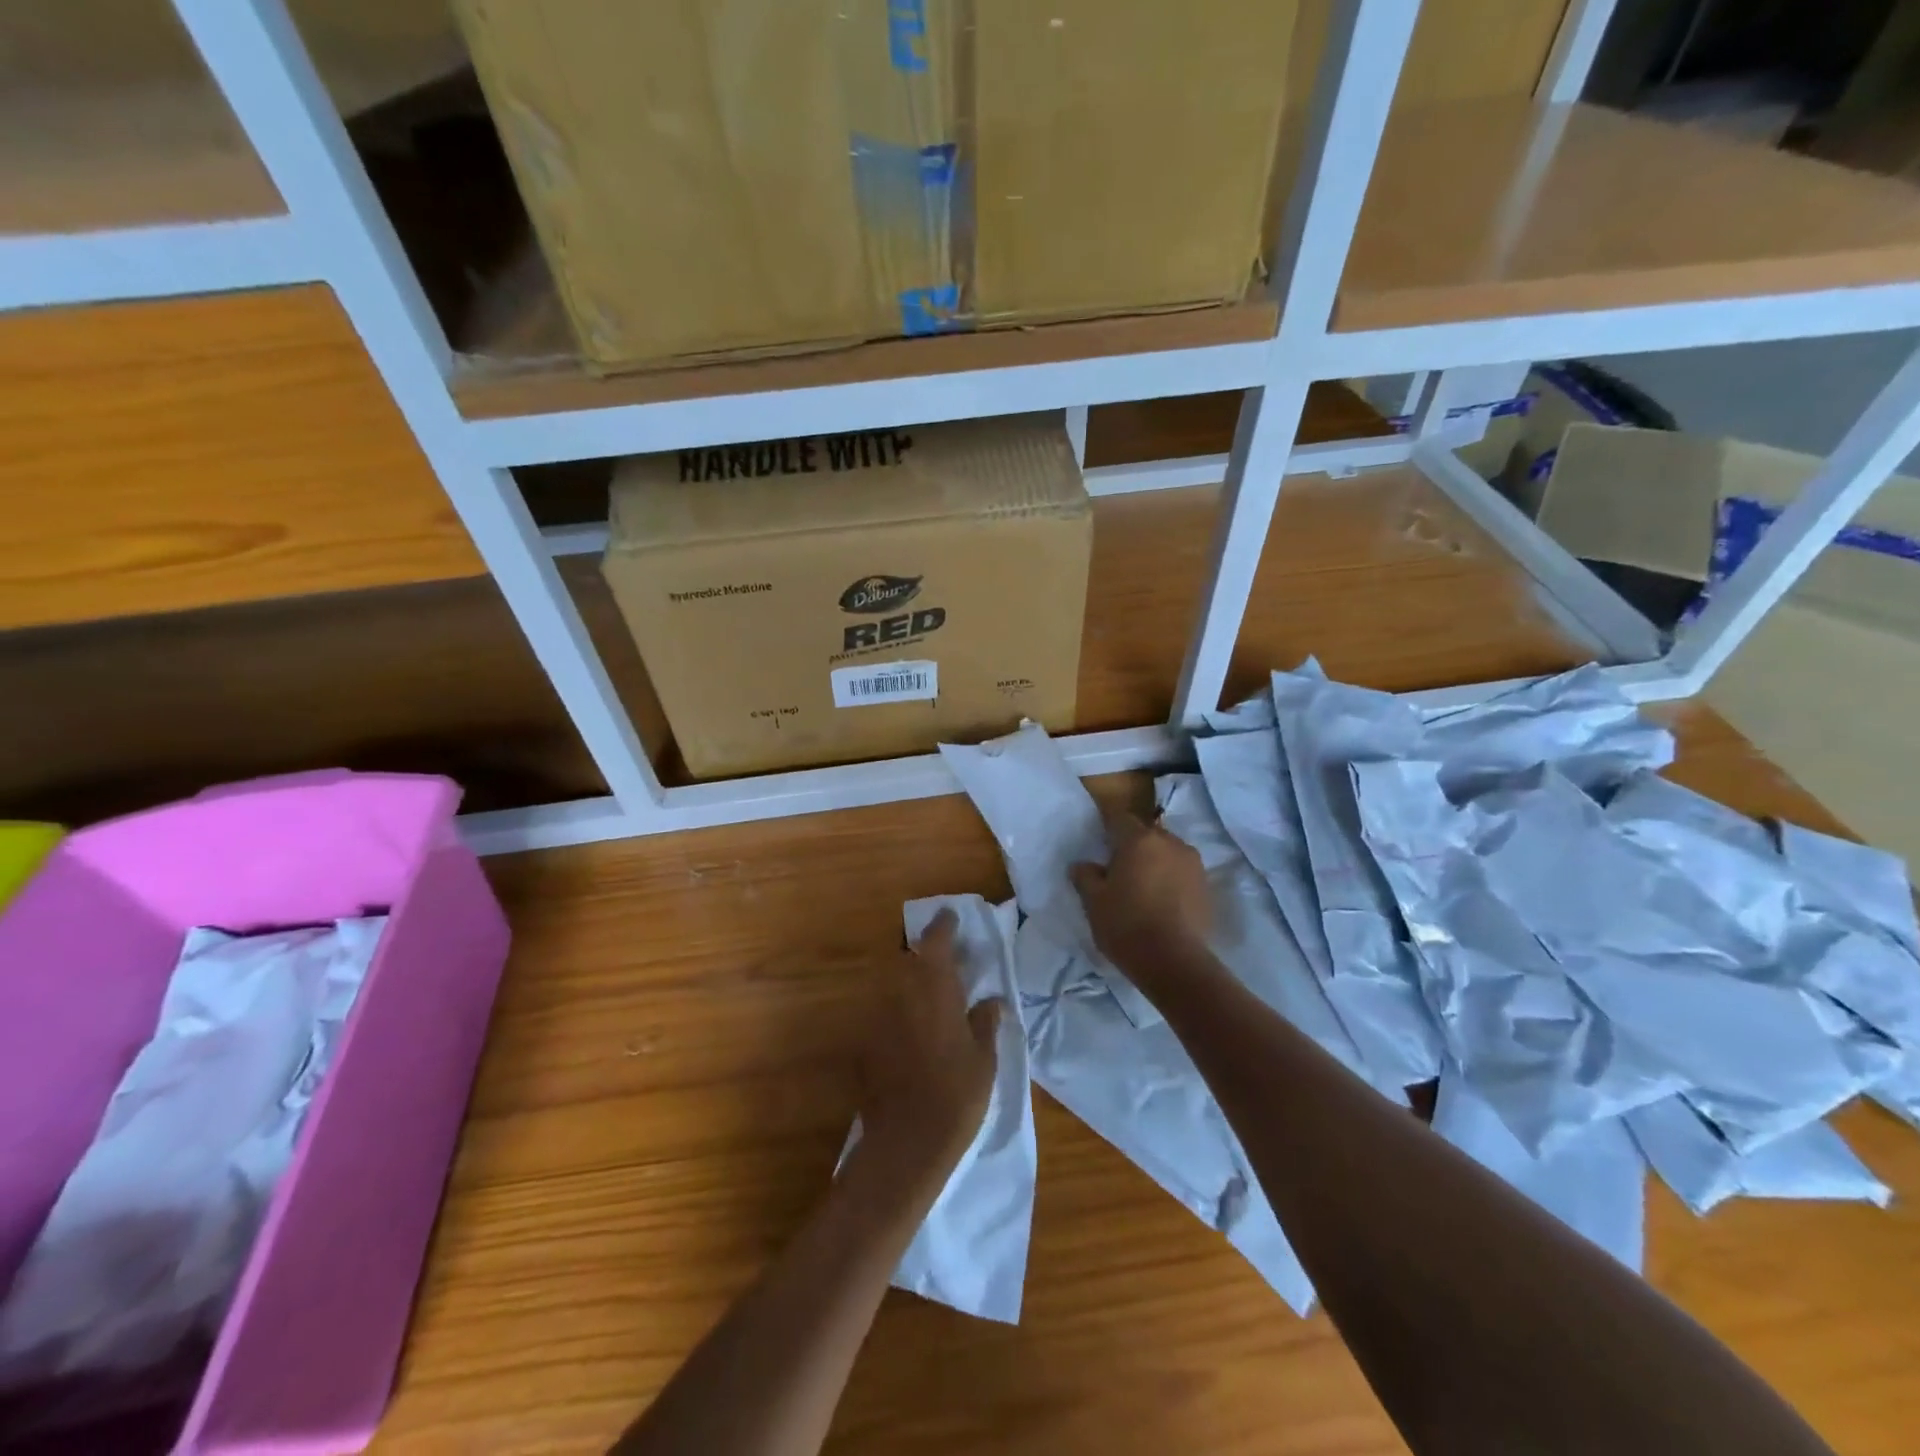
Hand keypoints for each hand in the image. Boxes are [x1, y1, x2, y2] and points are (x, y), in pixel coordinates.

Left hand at [855, 910, 1002, 1186]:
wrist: (905, 1142)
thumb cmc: (955, 1096)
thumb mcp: (984, 1059)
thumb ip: (985, 1022)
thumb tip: (991, 1000)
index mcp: (934, 987)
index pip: (936, 940)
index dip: (944, 925)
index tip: (951, 916)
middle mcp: (901, 991)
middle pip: (910, 957)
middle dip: (927, 953)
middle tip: (948, 962)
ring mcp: (878, 1014)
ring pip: (895, 982)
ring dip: (912, 981)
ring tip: (932, 996)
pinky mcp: (865, 1039)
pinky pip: (884, 1010)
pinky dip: (898, 1010)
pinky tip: (913, 1031)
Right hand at [1070, 811, 1212, 987]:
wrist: (1175, 962)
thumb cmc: (1127, 925)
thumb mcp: (1094, 902)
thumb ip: (1085, 876)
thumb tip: (1083, 865)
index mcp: (1139, 839)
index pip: (1119, 819)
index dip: (1108, 829)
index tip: (1100, 848)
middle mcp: (1170, 842)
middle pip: (1146, 834)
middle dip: (1133, 846)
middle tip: (1119, 872)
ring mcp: (1193, 864)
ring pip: (1168, 852)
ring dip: (1155, 862)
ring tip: (1144, 888)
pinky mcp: (1207, 886)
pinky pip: (1183, 872)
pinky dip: (1172, 880)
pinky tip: (1163, 903)